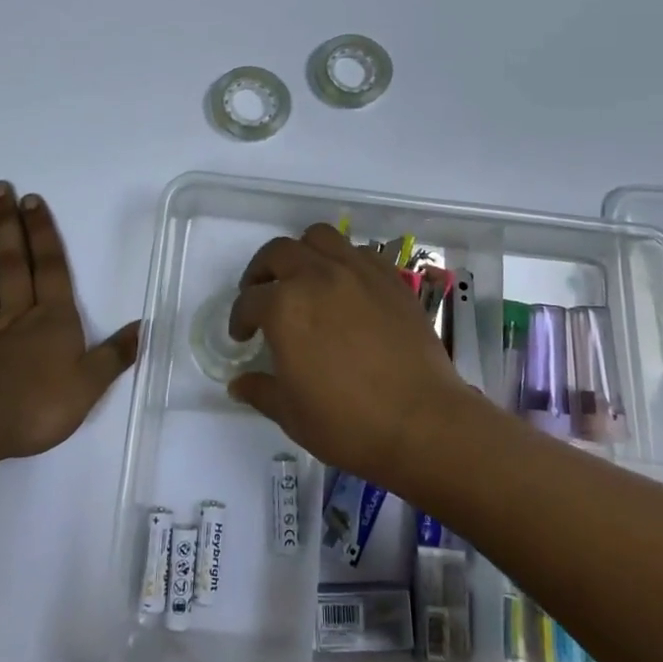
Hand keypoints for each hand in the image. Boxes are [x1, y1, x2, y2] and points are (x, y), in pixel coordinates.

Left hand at [0, 182, 138, 460]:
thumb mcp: (90, 384)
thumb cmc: (40, 406)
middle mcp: (16, 317)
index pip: (49, 267)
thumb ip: (116, 354)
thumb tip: (146, 326)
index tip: (31, 200)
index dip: (42, 233)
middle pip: (10, 264)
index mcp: (51, 319)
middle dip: (5, 225)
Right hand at [227, 224, 471, 483]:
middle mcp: (317, 276)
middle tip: (262, 296)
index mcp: (285, 307)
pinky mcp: (390, 278)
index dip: (239, 318)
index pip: (249, 301)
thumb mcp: (292, 414)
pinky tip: (346, 288)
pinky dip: (343, 261)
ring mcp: (357, 271)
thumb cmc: (348, 424)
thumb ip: (261, 390)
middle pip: (278, 253)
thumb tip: (239, 383)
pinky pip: (359, 252)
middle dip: (262, 272)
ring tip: (304, 278)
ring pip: (320, 237)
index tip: (243, 336)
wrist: (423, 423)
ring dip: (302, 252)